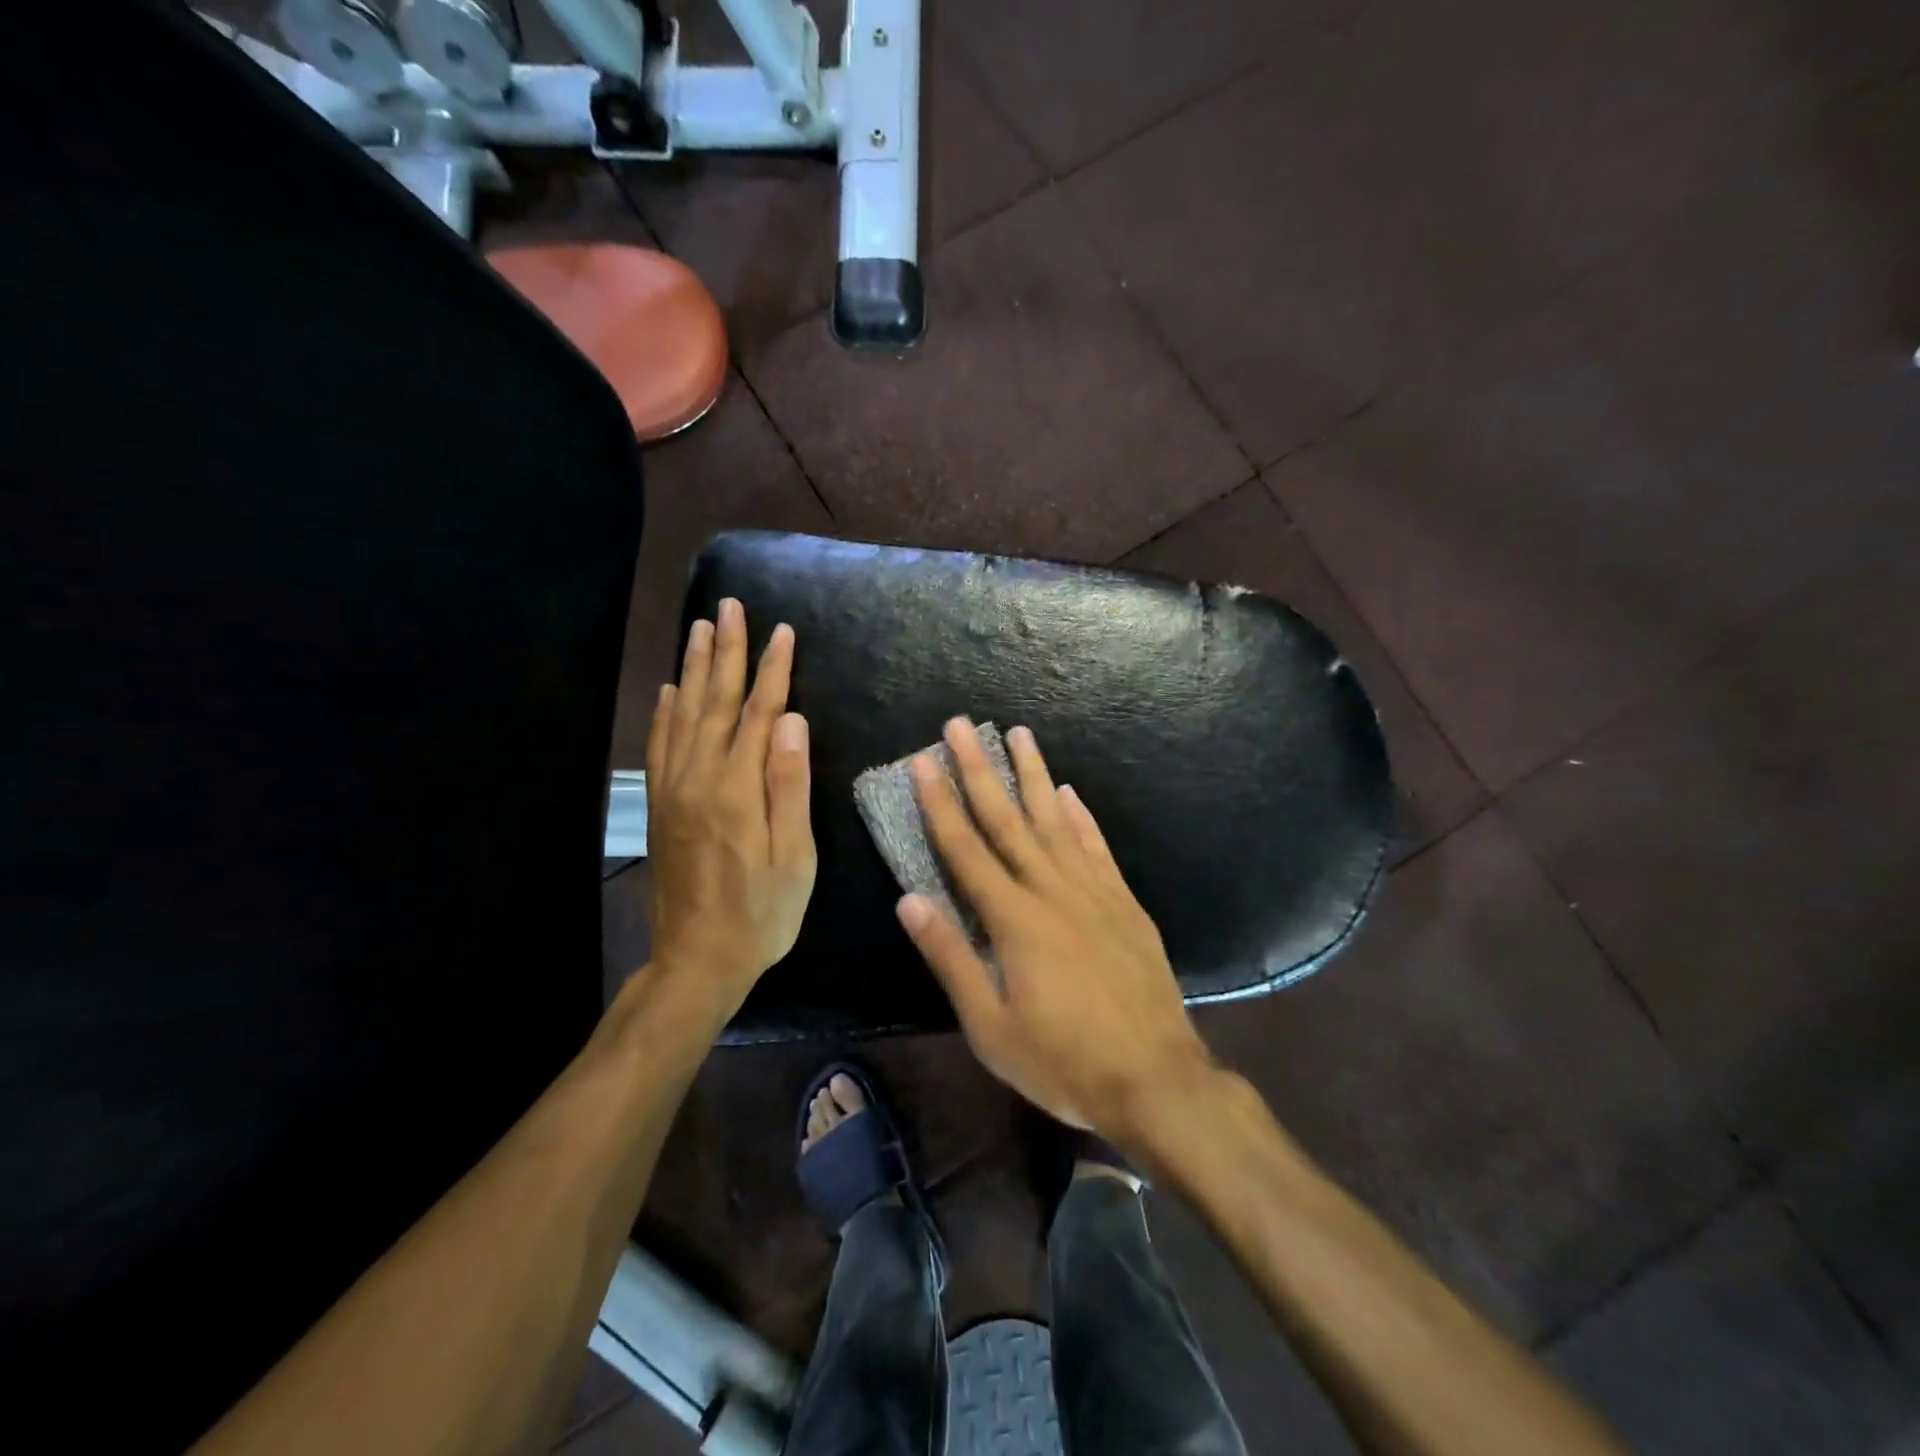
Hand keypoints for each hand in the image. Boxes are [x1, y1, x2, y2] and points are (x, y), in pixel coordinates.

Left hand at [645, 599, 815, 1014]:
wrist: (698, 958)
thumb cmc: (762, 911)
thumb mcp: (794, 857)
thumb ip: (789, 785)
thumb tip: (791, 720)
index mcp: (739, 788)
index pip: (759, 712)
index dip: (773, 670)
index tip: (782, 630)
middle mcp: (701, 777)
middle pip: (716, 701)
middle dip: (727, 650)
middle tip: (730, 606)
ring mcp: (675, 790)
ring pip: (685, 714)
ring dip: (695, 668)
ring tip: (700, 628)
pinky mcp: (662, 805)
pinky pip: (661, 746)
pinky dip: (666, 712)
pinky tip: (671, 689)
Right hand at [896, 718, 1215, 1140]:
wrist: (1156, 1078)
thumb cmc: (1063, 1061)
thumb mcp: (991, 1026)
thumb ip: (950, 958)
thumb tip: (910, 899)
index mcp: (1014, 919)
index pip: (966, 848)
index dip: (940, 803)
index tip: (923, 762)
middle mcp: (1052, 890)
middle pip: (1008, 819)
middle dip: (980, 769)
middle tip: (960, 725)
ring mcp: (1094, 891)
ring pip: (1056, 819)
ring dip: (1034, 774)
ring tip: (1020, 733)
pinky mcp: (1124, 902)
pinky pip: (1097, 846)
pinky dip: (1081, 816)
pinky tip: (1070, 792)